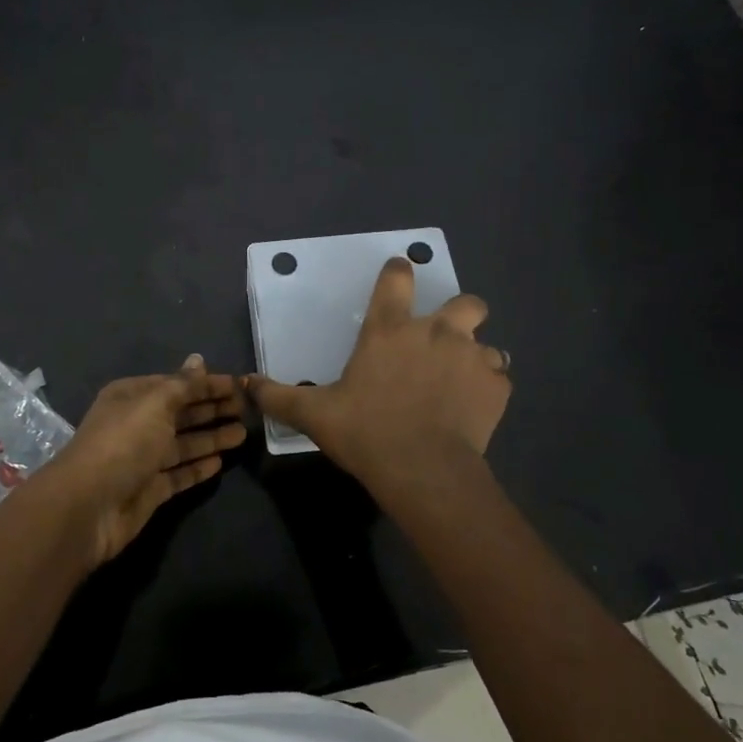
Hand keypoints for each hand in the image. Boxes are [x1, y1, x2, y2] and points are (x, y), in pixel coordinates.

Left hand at [47, 357, 246, 566]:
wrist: (89, 506)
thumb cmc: (123, 443)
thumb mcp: (155, 404)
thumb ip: (182, 385)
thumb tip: (199, 359)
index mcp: (132, 397)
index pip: (175, 384)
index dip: (205, 384)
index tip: (238, 385)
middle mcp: (137, 424)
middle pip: (181, 413)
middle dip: (212, 409)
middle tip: (248, 409)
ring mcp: (143, 459)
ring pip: (183, 444)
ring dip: (211, 437)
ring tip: (243, 434)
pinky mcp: (149, 489)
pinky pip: (179, 474)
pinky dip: (198, 467)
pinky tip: (221, 463)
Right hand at [244, 257, 509, 489]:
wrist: (423, 470)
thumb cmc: (366, 432)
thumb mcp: (314, 414)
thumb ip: (278, 395)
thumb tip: (244, 383)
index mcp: (390, 330)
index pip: (397, 278)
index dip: (398, 271)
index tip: (399, 273)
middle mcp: (436, 332)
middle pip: (464, 301)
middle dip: (460, 311)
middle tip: (442, 338)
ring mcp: (472, 358)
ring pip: (486, 342)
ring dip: (474, 356)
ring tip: (459, 381)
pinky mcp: (496, 387)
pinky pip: (498, 377)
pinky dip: (487, 388)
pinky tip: (473, 408)